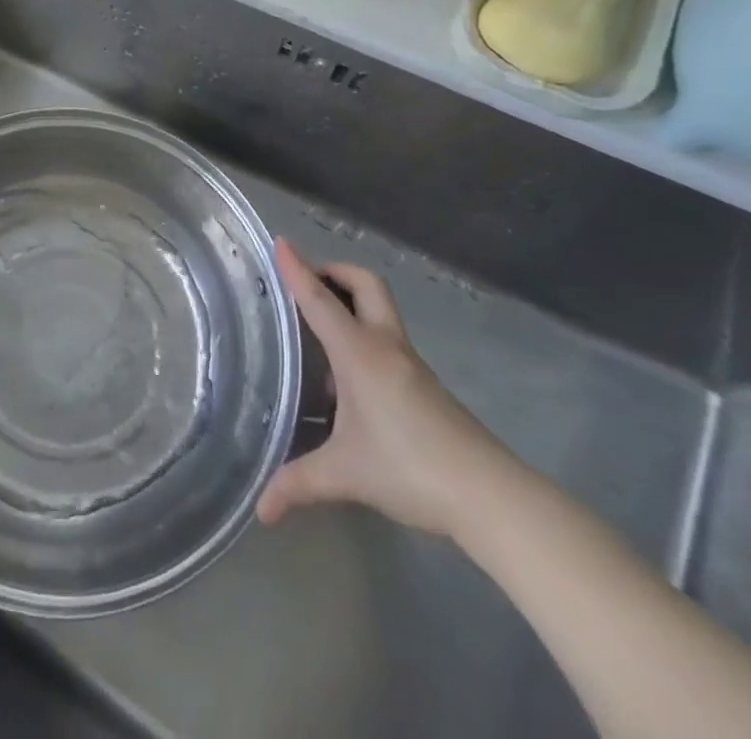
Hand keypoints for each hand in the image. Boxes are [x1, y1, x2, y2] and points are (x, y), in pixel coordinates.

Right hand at [257, 239, 515, 537]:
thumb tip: (260, 509)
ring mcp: (409, 363)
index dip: (298, 269)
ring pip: (380, 309)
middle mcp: (385, 346)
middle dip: (335, 271)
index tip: (280, 241)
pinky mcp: (424, 383)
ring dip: (350, 301)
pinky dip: (362, 334)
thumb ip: (298, 484)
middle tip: (306, 282)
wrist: (490, 496)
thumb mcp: (345, 475)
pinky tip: (346, 376)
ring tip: (318, 325)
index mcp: (359, 354)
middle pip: (365, 284)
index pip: (320, 300)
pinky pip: (386, 338)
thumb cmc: (411, 469)